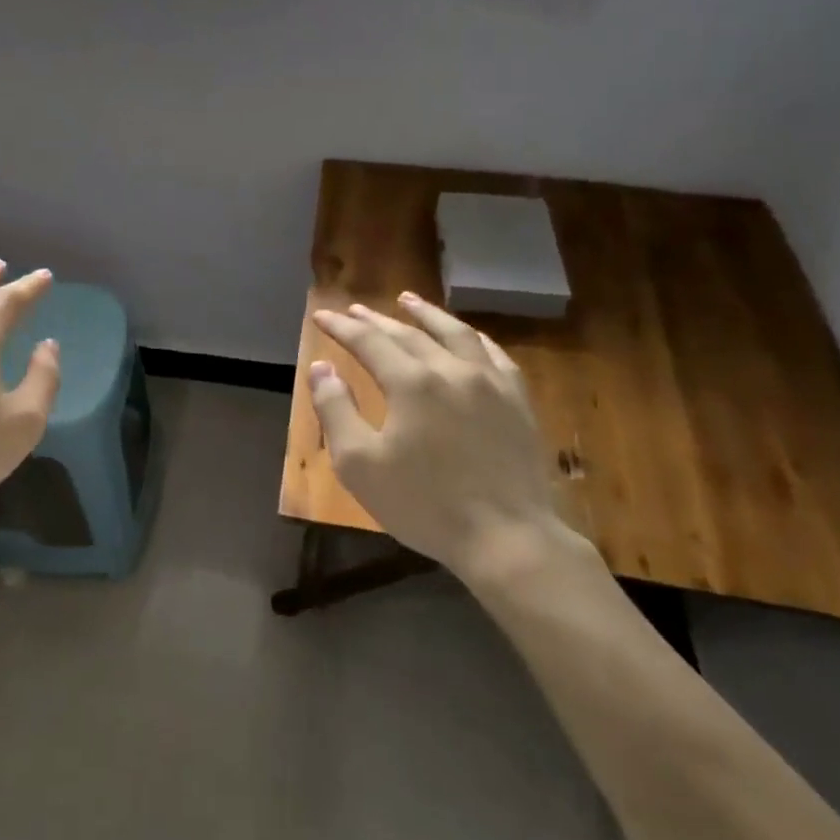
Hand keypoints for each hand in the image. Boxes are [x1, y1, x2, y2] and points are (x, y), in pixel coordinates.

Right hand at [309, 293, 569, 584]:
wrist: (507, 539)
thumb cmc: (424, 504)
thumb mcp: (360, 464)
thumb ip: (335, 410)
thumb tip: (321, 368)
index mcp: (412, 383)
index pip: (369, 342)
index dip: (342, 327)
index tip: (321, 316)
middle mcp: (451, 370)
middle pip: (408, 333)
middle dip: (376, 320)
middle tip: (354, 309)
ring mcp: (491, 382)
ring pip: (455, 333)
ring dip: (427, 314)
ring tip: (408, 300)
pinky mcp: (518, 401)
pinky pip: (494, 354)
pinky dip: (471, 337)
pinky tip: (465, 336)